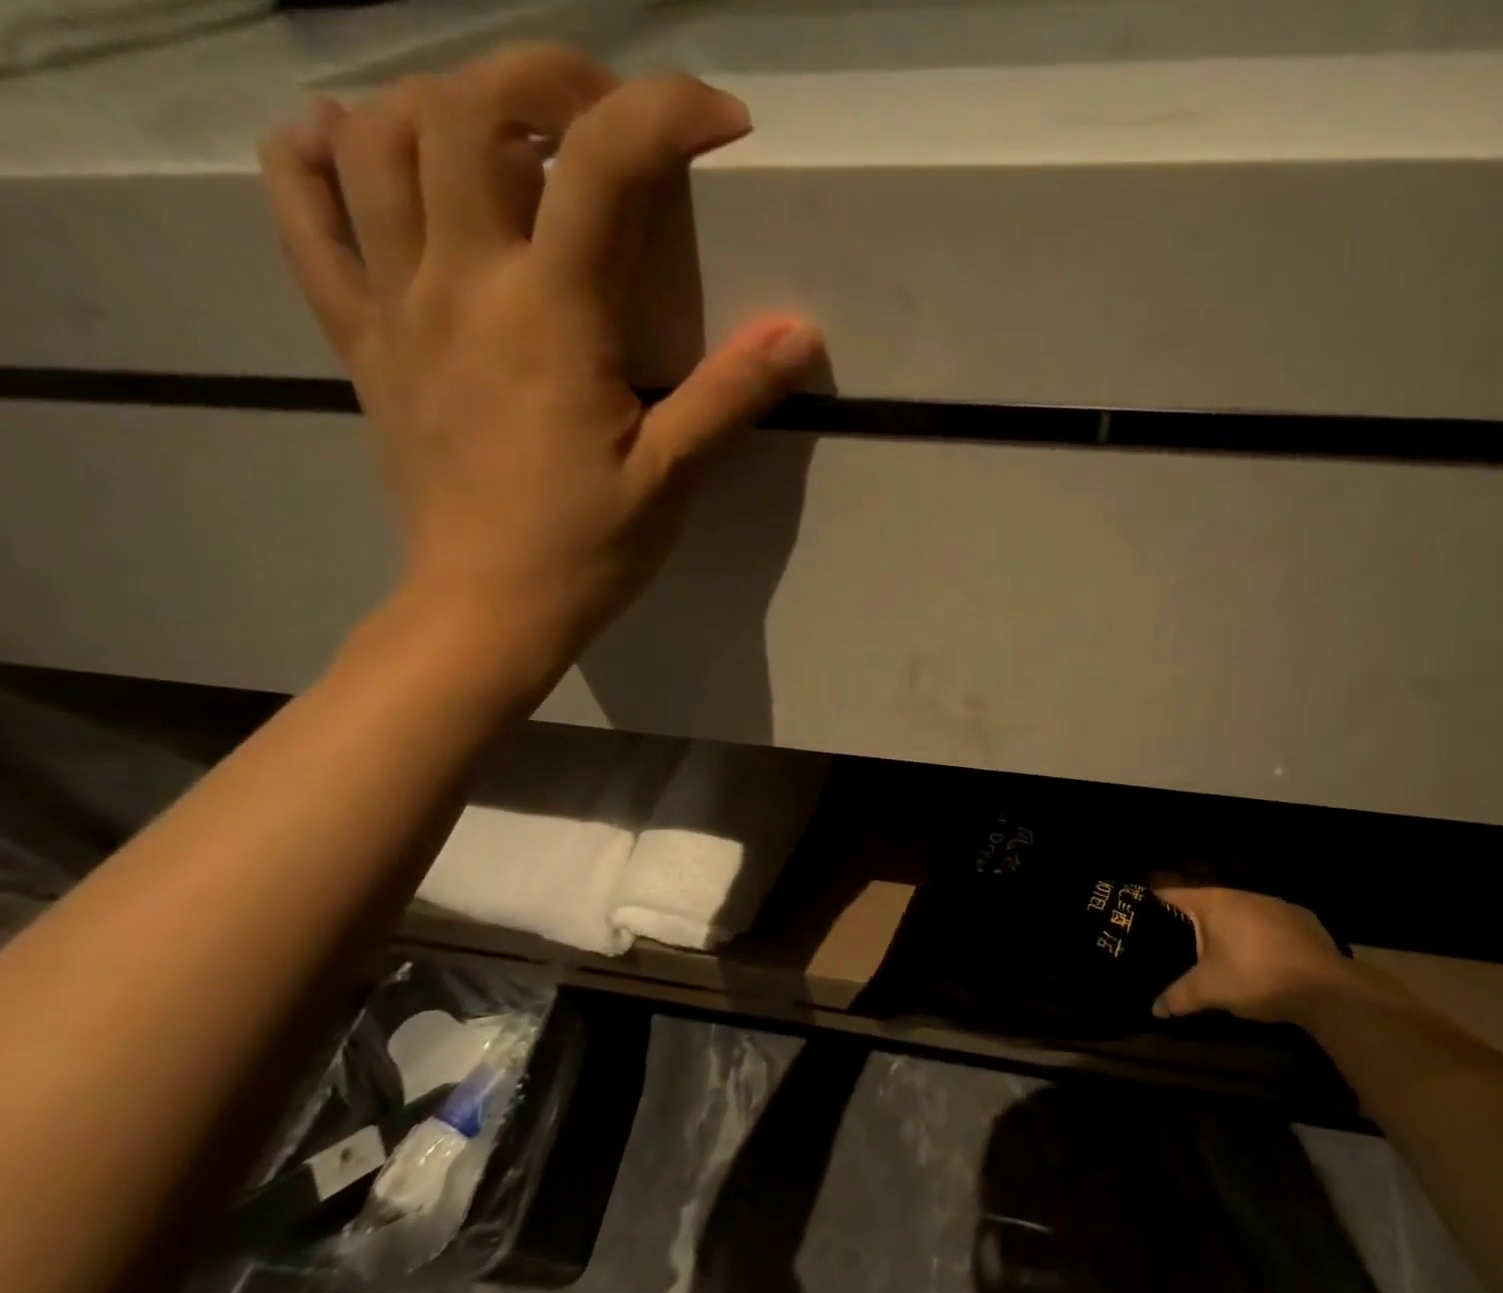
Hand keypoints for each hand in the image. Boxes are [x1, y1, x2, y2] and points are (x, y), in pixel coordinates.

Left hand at [259, 47, 821, 694]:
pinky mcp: (359, 337)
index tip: (723, 123)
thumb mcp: (673, 476)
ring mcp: (395, 303)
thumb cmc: (588, 547)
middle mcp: (461, 281)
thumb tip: (802, 333)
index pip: (605, 165)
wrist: (487, 607)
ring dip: (445, 101)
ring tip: (507, 133)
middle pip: (471, 107)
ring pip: (379, 137)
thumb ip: (731, 393)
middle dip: (550, 76)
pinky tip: (356, 148)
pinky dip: (317, 156)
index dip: (668, 114)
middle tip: (610, 113)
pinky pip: (303, 214)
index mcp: (551, 316)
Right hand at [1152, 887, 1351, 1022]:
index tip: (1138, 922)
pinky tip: (1261, 960)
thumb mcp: (1210, 991)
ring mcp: (1275, 904)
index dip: (1152, 907)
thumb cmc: (1256, 977)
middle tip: (1174, 945)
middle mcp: (1242, 894)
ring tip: (1216, 954)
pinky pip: (1268, 924)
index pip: (1171, 895)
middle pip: (1205, 904)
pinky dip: (1257, 937)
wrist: (1327, 989)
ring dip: (1226, 930)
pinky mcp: (1301, 919)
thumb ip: (1178, 996)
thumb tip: (1154, 1009)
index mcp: (1214, 902)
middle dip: (1190, 923)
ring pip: (1238, 913)